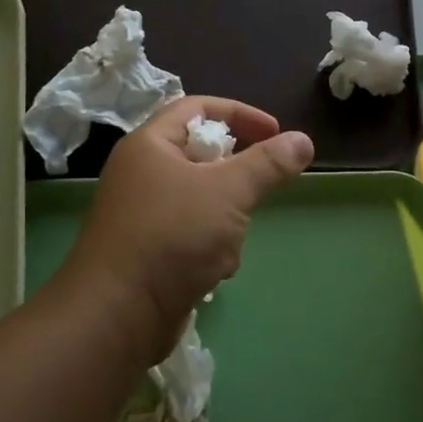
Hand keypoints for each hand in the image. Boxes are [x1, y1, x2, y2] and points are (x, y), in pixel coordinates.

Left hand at [58, 96, 313, 362]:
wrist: (119, 313)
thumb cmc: (172, 237)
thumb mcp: (228, 192)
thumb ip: (268, 164)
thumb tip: (303, 140)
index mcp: (149, 145)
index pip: (197, 108)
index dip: (240, 114)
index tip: (276, 133)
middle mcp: (141, 173)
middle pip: (200, 155)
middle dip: (236, 175)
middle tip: (260, 189)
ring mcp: (143, 214)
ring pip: (201, 199)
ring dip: (227, 217)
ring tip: (233, 238)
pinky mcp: (148, 251)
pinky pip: (190, 233)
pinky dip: (210, 245)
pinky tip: (216, 269)